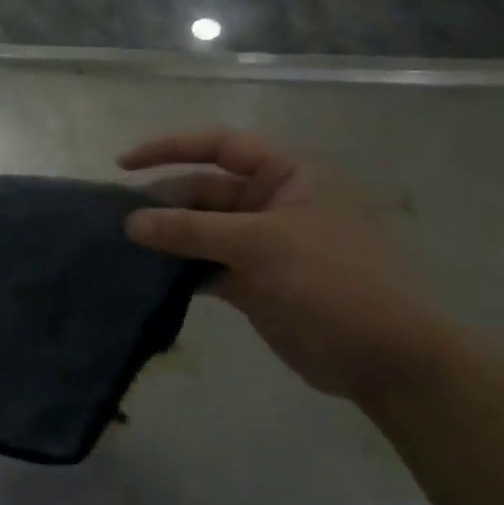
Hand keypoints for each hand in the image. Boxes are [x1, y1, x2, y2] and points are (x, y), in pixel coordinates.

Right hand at [120, 128, 456, 402]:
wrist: (385, 358)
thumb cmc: (333, 282)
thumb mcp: (261, 245)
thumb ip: (191, 230)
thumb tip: (131, 222)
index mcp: (289, 175)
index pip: (221, 146)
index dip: (170, 148)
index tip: (123, 165)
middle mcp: (273, 202)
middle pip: (205, 190)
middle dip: (163, 201)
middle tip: (118, 220)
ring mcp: (262, 243)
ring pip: (202, 229)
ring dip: (168, 237)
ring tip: (124, 246)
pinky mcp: (253, 280)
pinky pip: (205, 264)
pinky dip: (179, 269)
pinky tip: (148, 276)